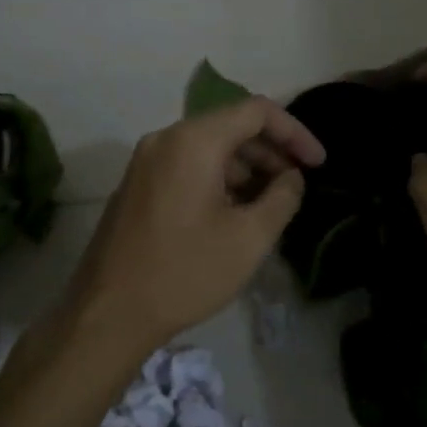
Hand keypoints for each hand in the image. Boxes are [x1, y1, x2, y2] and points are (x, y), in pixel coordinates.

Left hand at [61, 97, 324, 357]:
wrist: (108, 314)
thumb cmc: (185, 272)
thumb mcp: (250, 238)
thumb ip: (282, 197)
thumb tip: (291, 177)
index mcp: (194, 141)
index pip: (257, 111)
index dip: (295, 132)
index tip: (318, 164)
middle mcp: (165, 139)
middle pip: (231, 126)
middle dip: (270, 152)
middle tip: (297, 186)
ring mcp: (145, 162)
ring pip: (208, 148)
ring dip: (245, 168)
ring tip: (270, 205)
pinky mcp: (136, 186)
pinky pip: (187, 166)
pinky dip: (218, 179)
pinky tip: (234, 213)